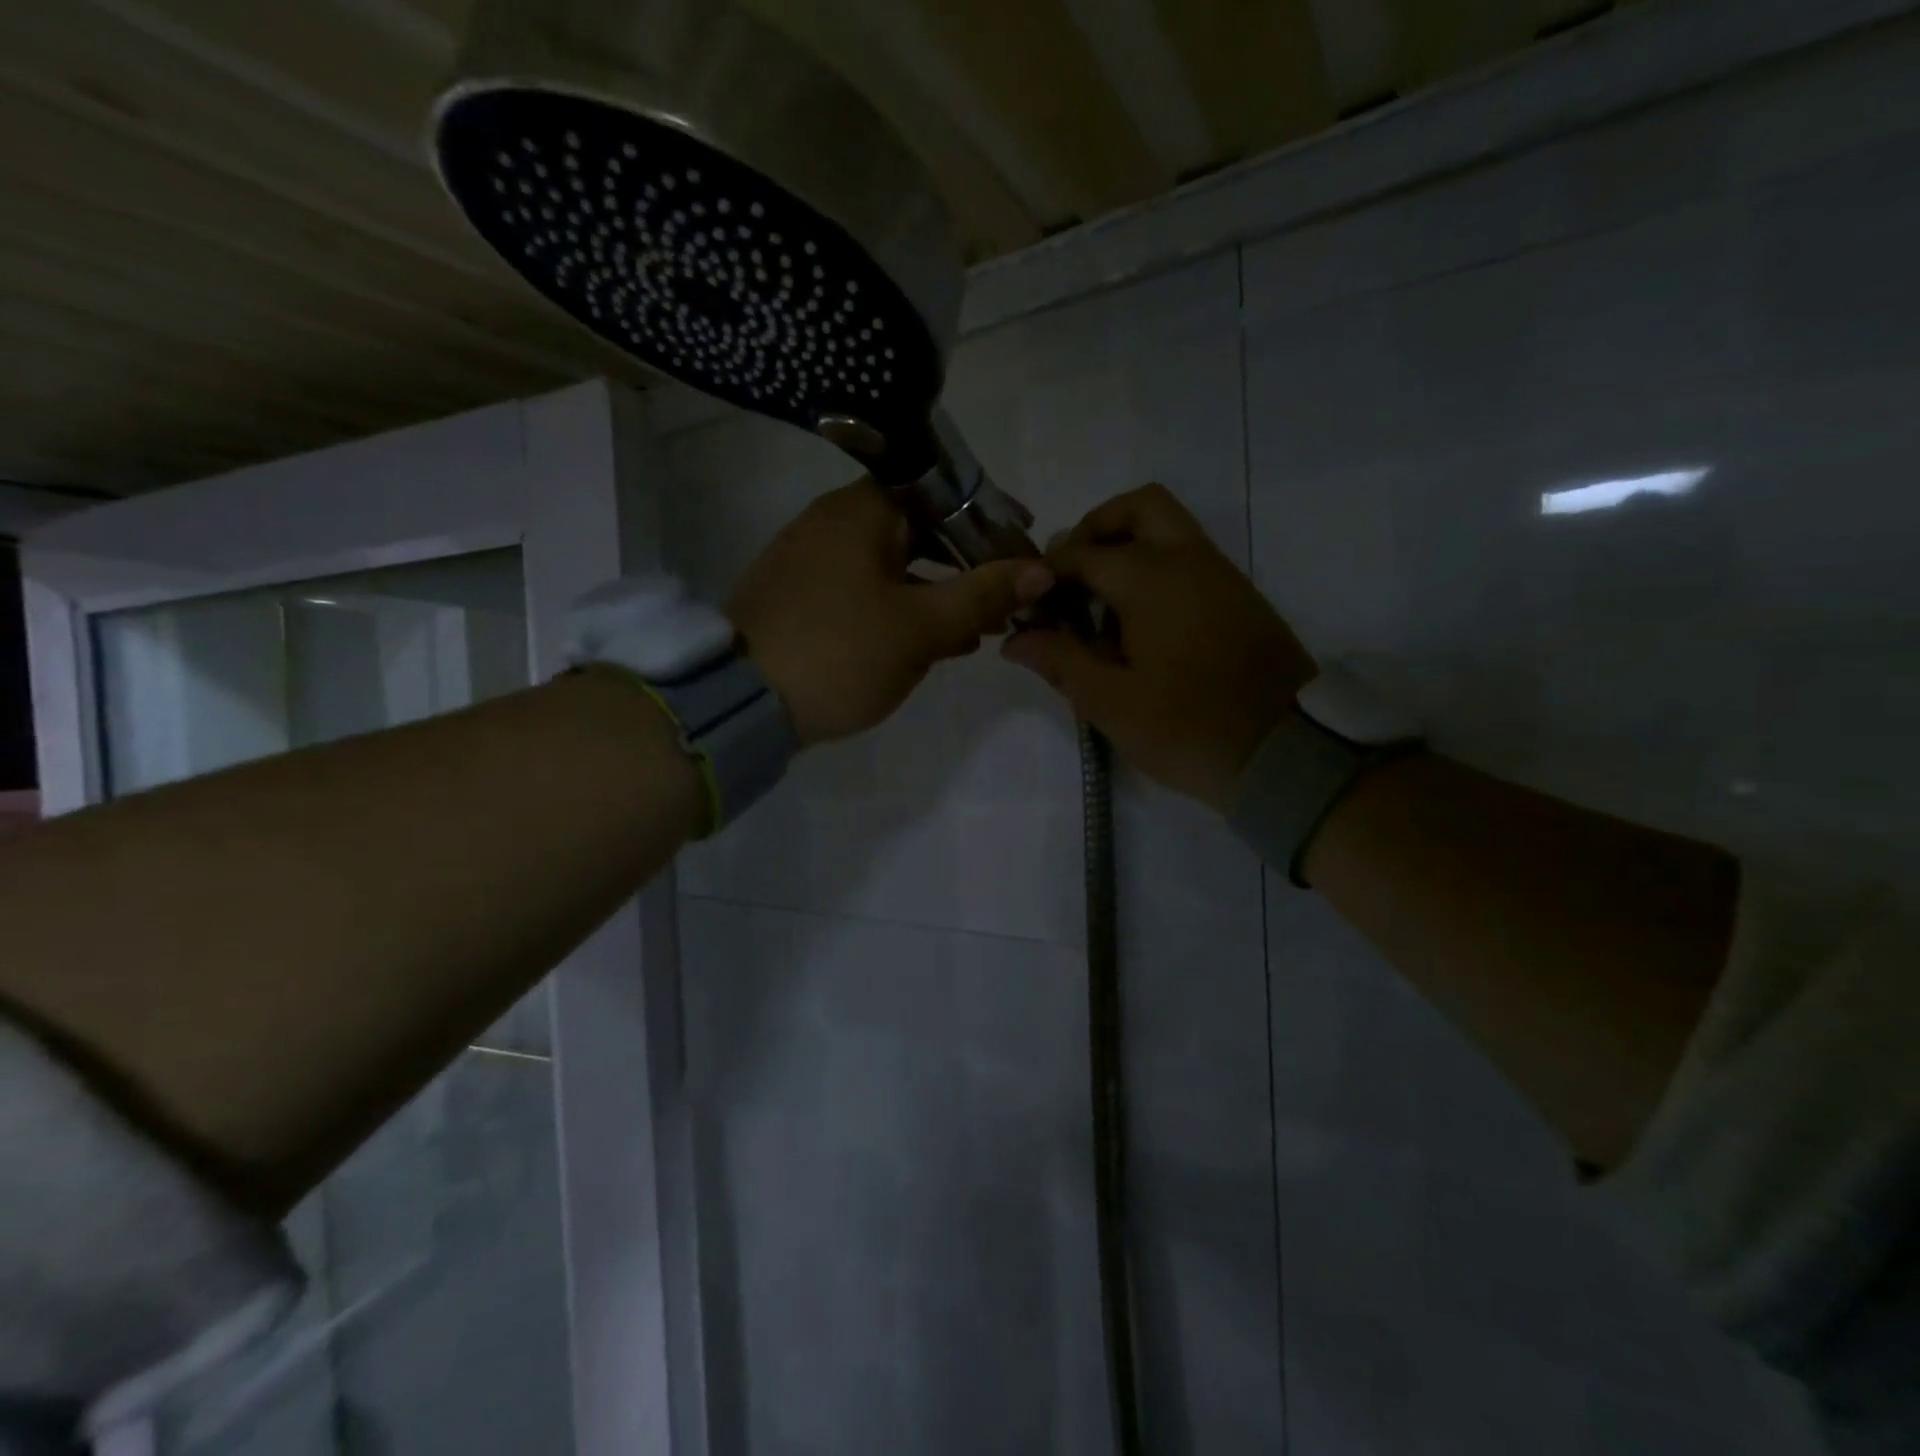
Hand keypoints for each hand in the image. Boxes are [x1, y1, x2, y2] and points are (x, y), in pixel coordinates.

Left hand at [730, 479, 1056, 745]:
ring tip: (978, 629)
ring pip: (894, 563)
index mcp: (863, 510)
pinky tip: (931, 643)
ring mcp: (812, 558)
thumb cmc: (842, 652)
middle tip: (1006, 596)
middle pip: (920, 527)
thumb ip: (983, 594)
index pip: (944, 491)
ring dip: (939, 591)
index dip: (991, 517)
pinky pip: (866, 589)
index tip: (1025, 547)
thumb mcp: (922, 627)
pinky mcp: (801, 596)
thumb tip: (1041, 570)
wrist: (742, 702)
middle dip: (967, 563)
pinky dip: (903, 607)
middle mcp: (834, 520)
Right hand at [1002, 484, 1315, 811]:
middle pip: (1139, 508)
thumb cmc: (1187, 728)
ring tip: (1098, 607)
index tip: (1027, 602)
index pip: (1082, 553)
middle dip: (1096, 529)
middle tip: (1070, 576)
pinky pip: (1189, 559)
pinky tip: (1137, 624)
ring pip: (1169, 529)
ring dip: (1127, 548)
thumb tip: (1015, 638)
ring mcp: (1221, 576)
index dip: (1046, 573)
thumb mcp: (1110, 702)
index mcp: (1151, 578)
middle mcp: (1189, 560)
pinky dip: (1156, 567)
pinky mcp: (1239, 598)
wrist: (1285, 753)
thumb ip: (1060, 660)